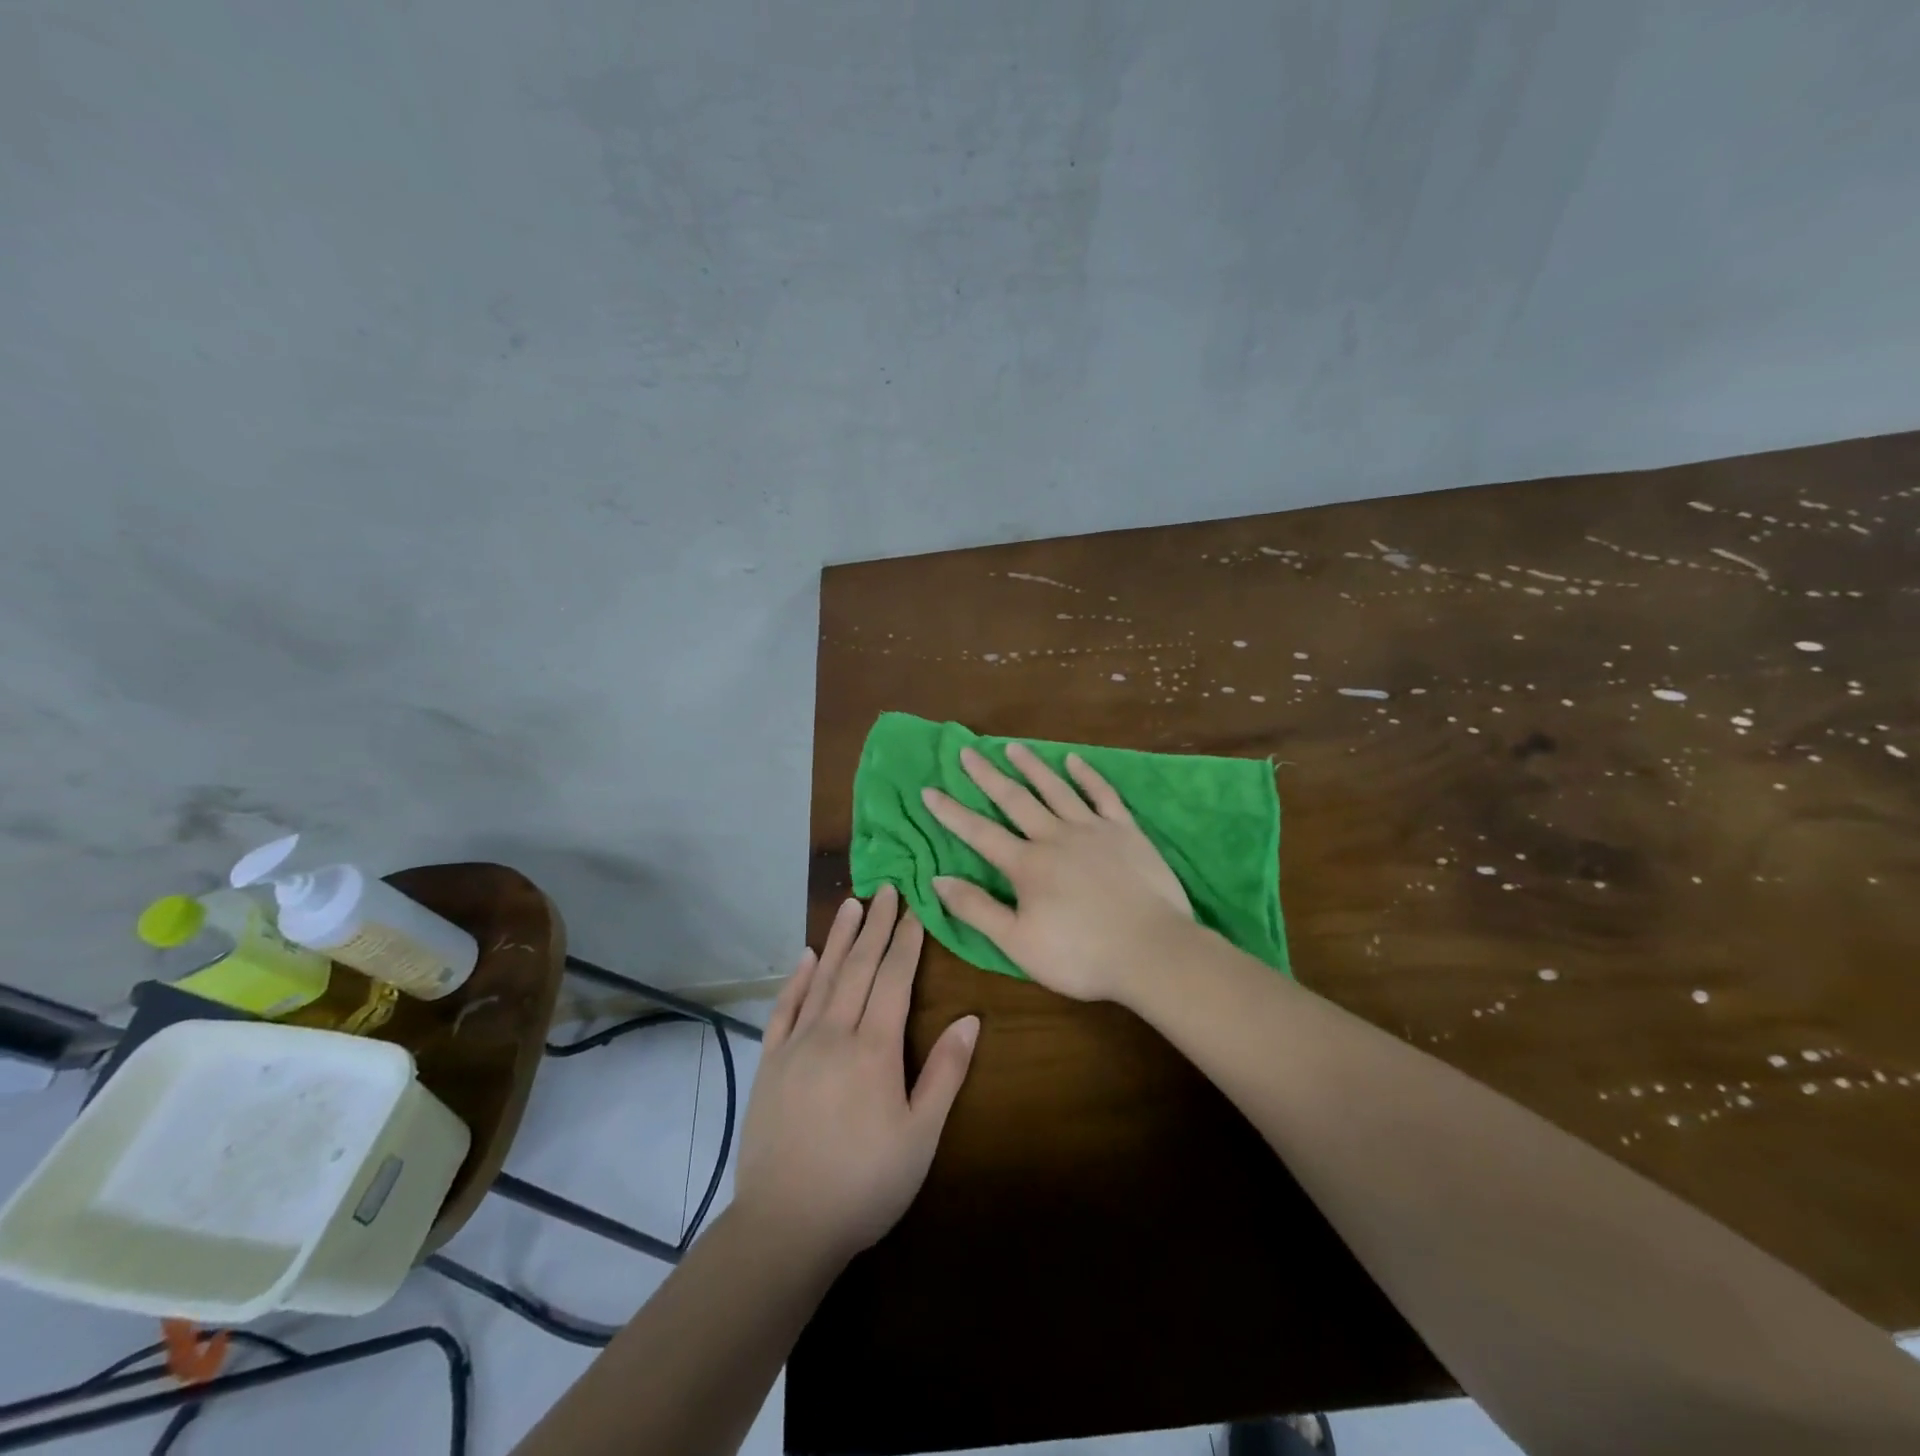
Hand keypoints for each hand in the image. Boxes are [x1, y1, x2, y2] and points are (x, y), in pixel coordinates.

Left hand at [733, 885, 979, 1268]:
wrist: (785, 1226)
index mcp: (874, 1048)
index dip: (906, 941)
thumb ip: (945, 1073)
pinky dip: (797, 979)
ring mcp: (797, 1045)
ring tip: (851, 904)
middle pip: (858, 967)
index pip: (894, 979)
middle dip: (875, 926)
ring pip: (822, 978)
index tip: (914, 908)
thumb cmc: (865, 1184)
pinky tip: (806, 957)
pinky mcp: (770, 1063)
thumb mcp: (920, 1136)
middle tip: (885, 889)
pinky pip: (784, 1008)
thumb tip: (971, 1019)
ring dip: (838, 939)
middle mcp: (834, 1033)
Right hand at [922, 743, 1193, 1002]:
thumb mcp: (1018, 943)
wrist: (1153, 951)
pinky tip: (1074, 760)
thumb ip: (977, 909)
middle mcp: (1054, 836)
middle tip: (967, 751)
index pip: (979, 833)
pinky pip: (1102, 795)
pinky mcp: (1125, 831)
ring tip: (1012, 746)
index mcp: (1026, 864)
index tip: (929, 790)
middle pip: (1014, 799)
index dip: (951, 812)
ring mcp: (1092, 829)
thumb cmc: (1081, 955)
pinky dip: (1087, 775)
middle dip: (987, 775)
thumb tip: (937, 879)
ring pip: (1055, 788)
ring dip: (1031, 766)